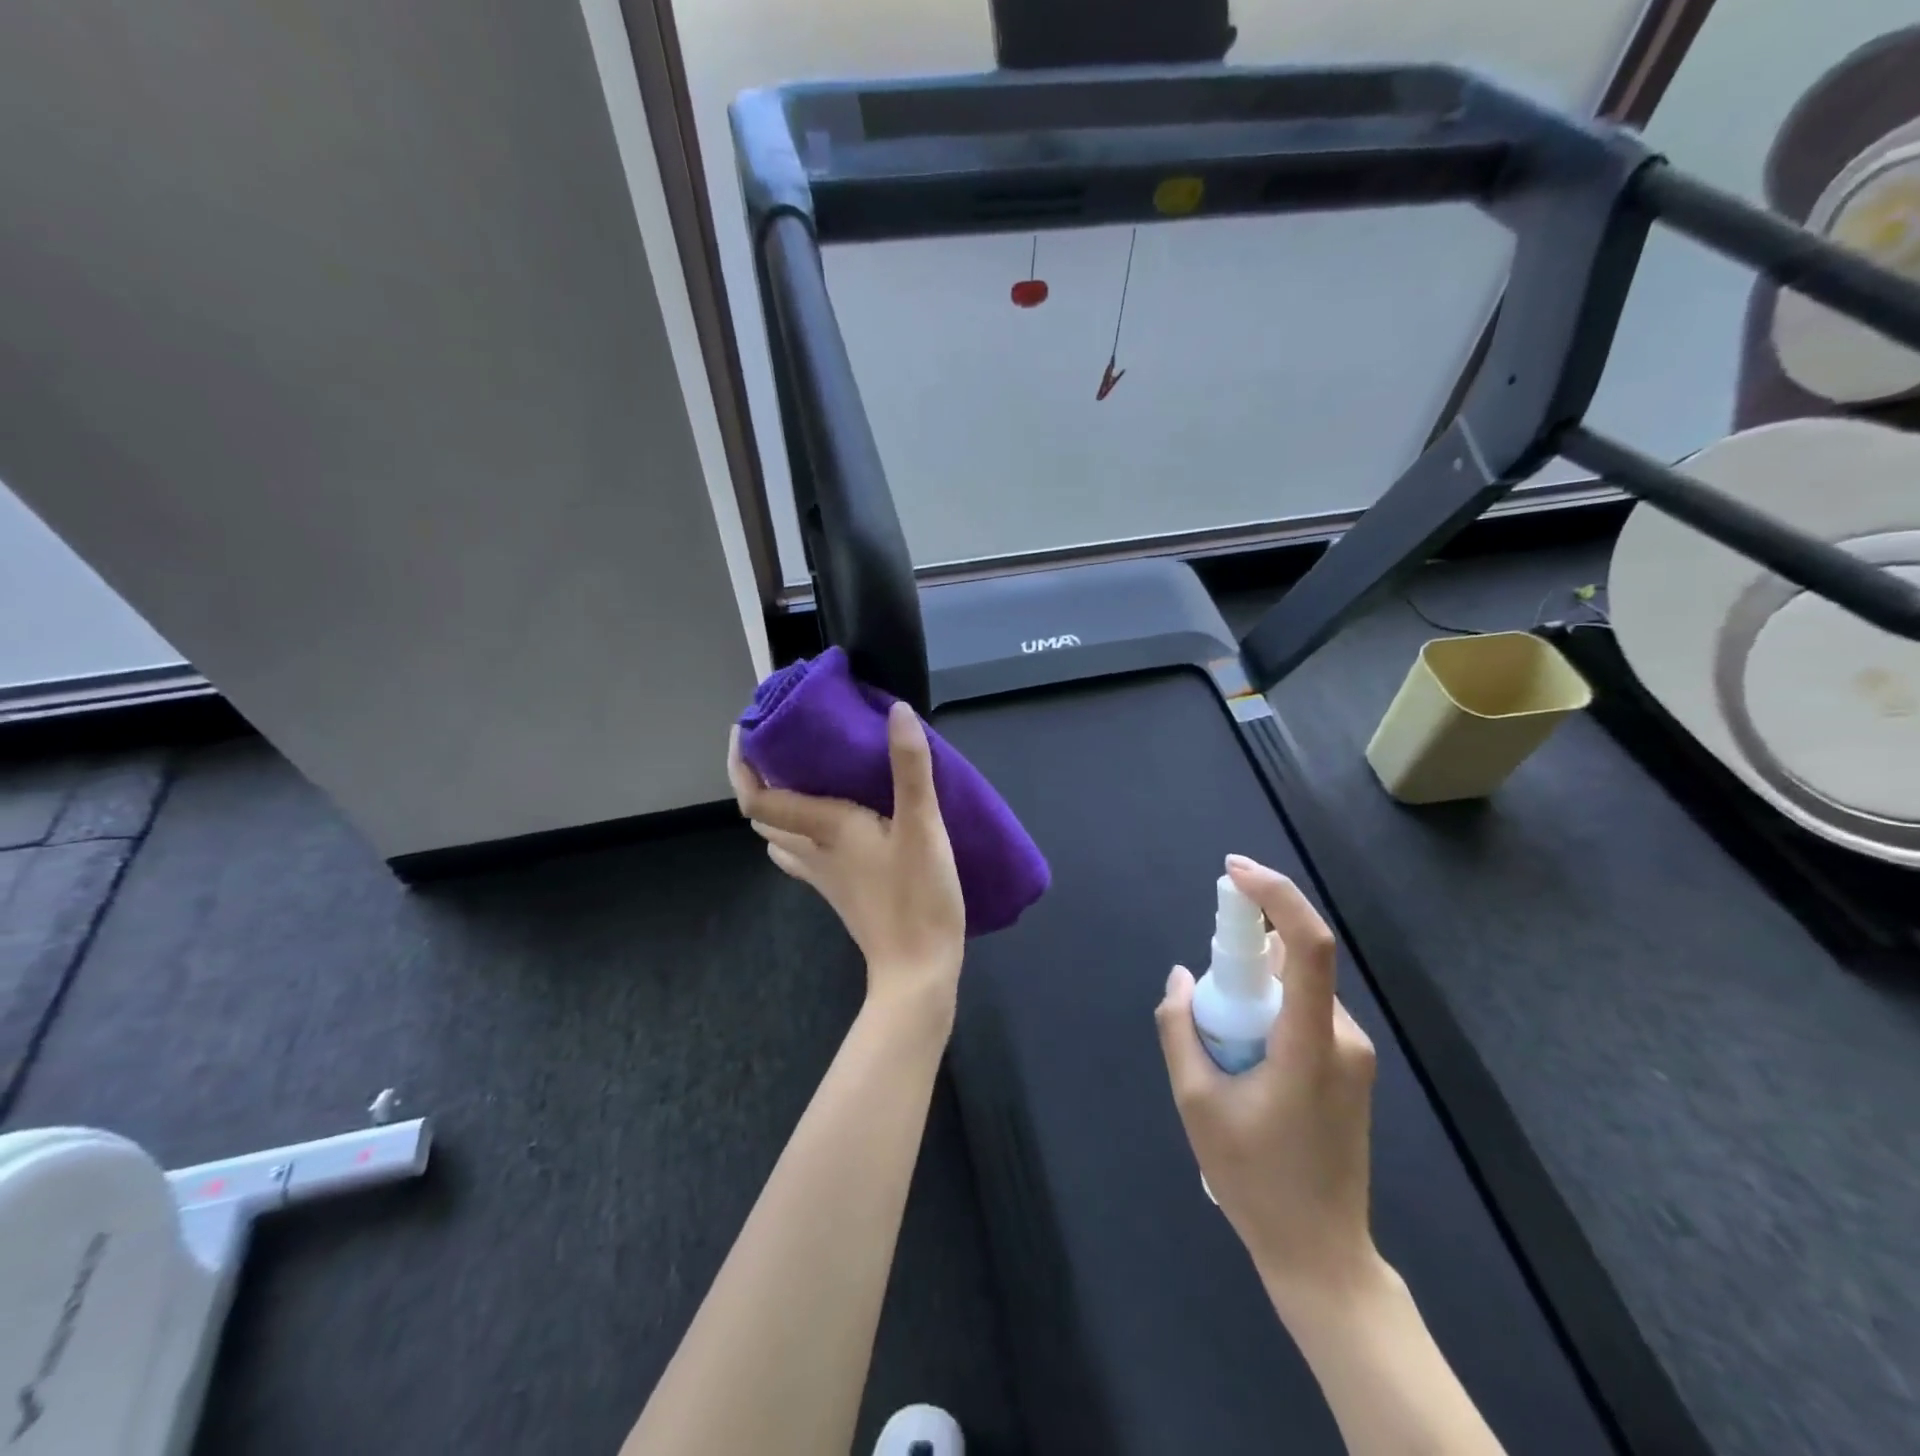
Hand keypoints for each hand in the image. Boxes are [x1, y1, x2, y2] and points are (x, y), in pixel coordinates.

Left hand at [727, 702, 965, 1012]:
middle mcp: (812, 849)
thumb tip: (897, 710)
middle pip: (762, 816)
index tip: (745, 729)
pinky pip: (801, 855)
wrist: (916, 970)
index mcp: (824, 827)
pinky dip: (799, 832)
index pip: (757, 798)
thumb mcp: (922, 826)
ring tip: (801, 776)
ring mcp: (822, 875)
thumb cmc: (917, 896)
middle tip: (780, 745)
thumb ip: (910, 767)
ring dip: (777, 806)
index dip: (740, 764)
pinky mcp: (837, 891)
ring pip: (779, 837)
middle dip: (758, 780)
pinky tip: (827, 823)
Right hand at [1156, 855, 1382, 1313]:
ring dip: (1252, 990)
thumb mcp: (1197, 1103)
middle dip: (1243, 955)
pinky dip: (1267, 1010)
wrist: (1322, 1255)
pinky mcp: (1348, 1066)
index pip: (1308, 945)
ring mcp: (1352, 1052)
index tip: (1232, 872)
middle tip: (1205, 996)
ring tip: (1222, 1047)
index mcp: (1311, 1043)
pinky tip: (1243, 1059)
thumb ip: (1181, 1028)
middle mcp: (1343, 1036)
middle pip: (1293, 962)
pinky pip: (1302, 1011)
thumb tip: (1181, 978)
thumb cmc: (1256, 1181)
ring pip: (1295, 987)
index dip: (1275, 896)